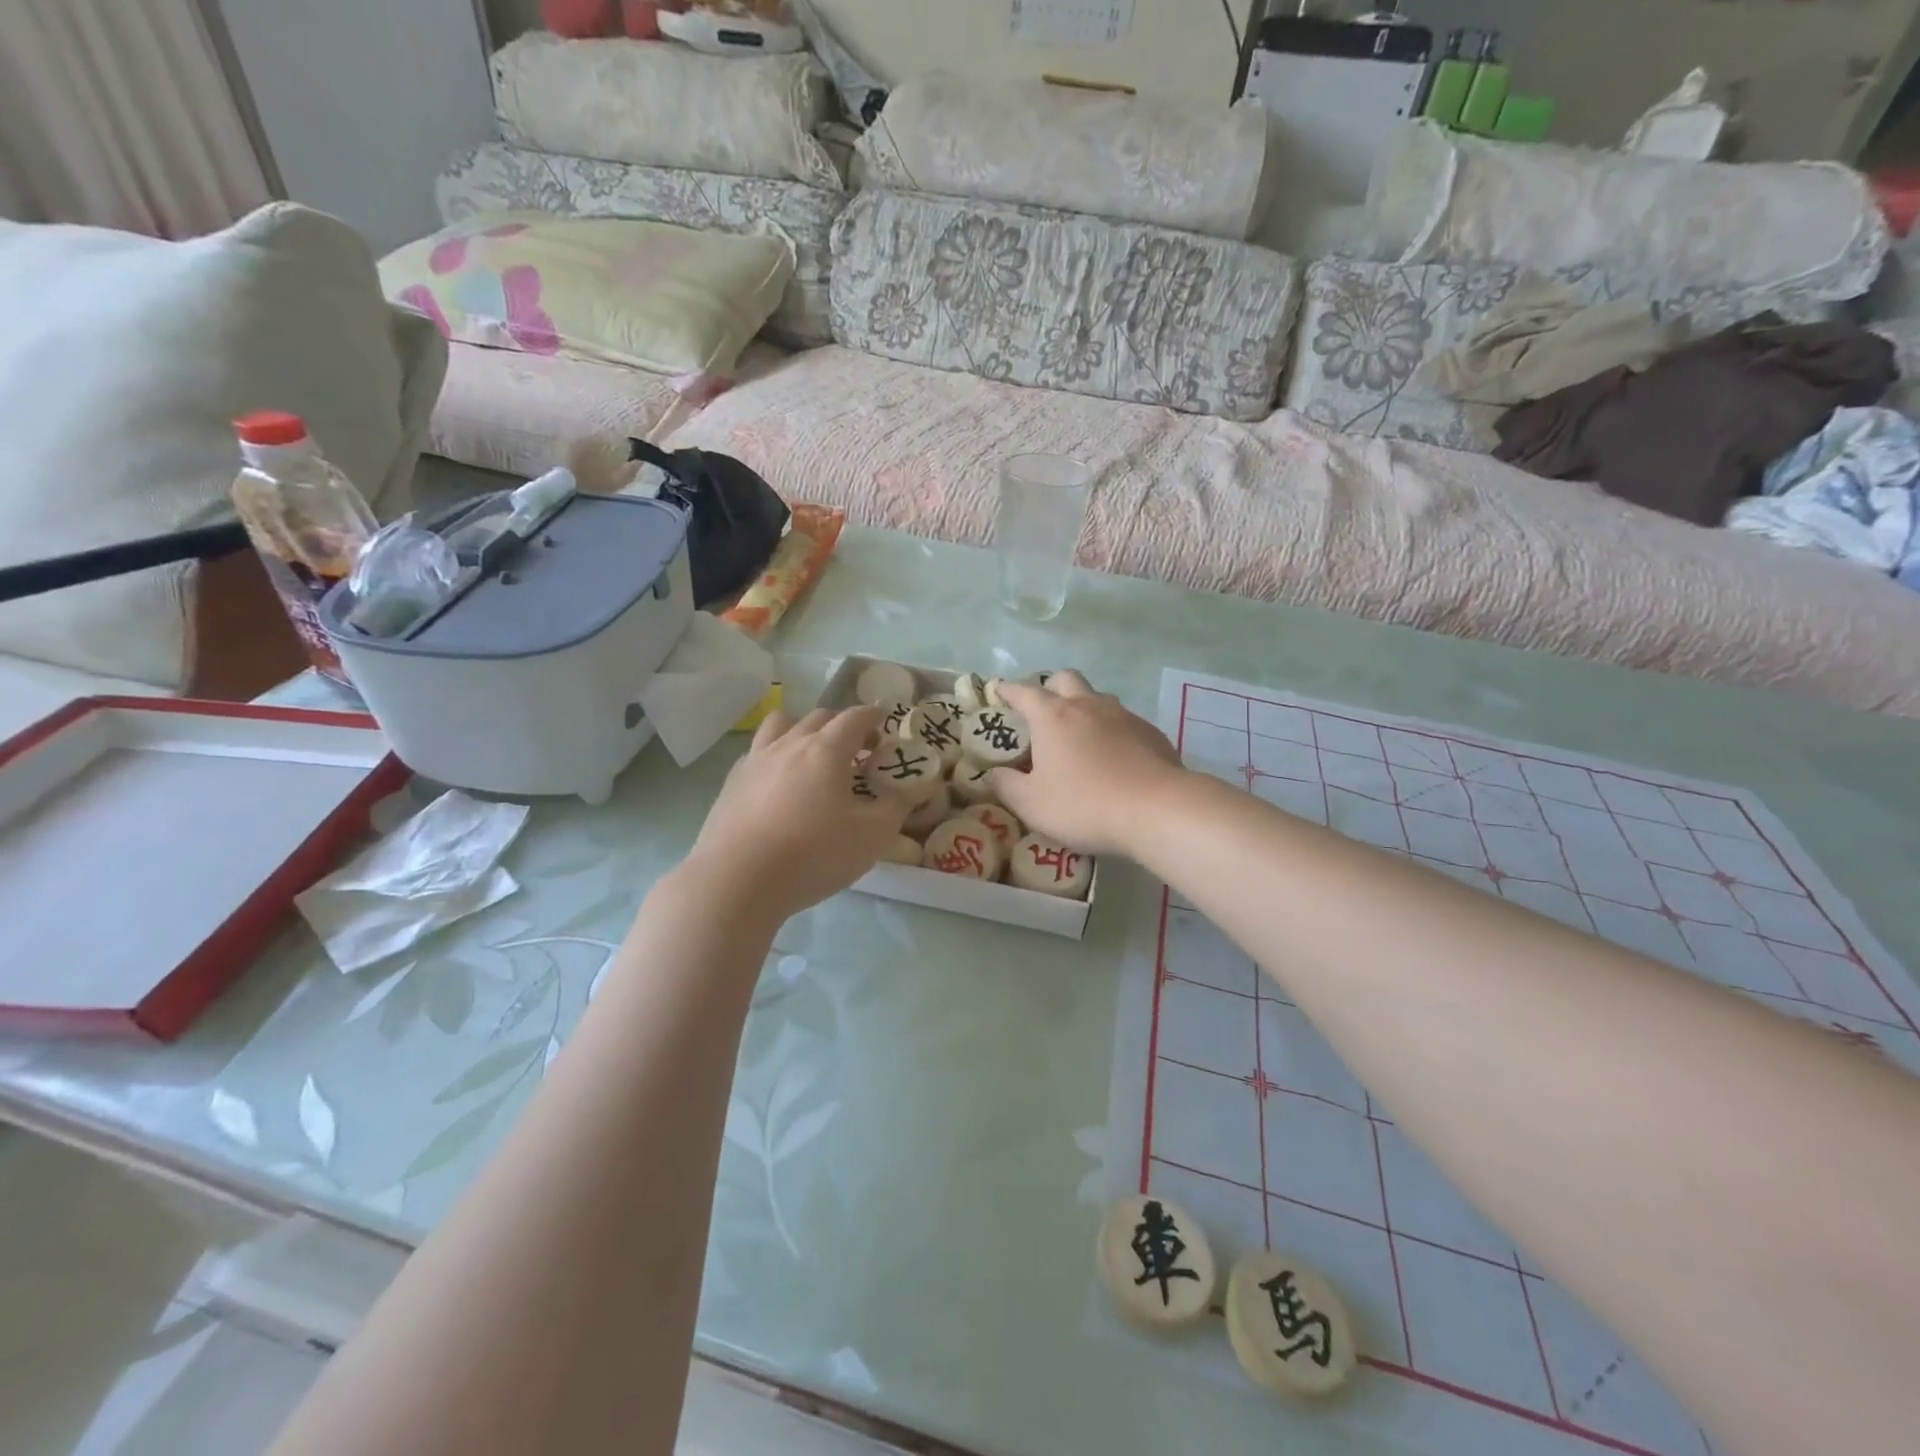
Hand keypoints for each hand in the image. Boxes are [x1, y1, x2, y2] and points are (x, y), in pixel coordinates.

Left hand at [683, 706, 906, 925]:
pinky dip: (776, 755)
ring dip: (803, 730)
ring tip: (813, 755)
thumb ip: (896, 808)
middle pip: (819, 717)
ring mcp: (755, 760)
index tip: (884, 721)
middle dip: (843, 725)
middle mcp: (789, 744)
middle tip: (858, 748)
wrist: (736, 881)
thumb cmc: (812, 854)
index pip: (854, 717)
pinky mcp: (732, 782)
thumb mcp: (871, 837)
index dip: (873, 716)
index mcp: (826, 750)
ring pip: (781, 725)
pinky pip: (758, 752)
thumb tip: (911, 790)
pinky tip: (780, 783)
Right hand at [988, 672, 1188, 856]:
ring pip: (1097, 698)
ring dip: (1083, 709)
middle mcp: (1087, 705)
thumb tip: (993, 773)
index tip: (998, 690)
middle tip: (1041, 712)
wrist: (1158, 810)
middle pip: (1065, 679)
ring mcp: (1123, 716)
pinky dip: (1111, 732)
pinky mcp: (1151, 733)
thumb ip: (1006, 785)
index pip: (1023, 691)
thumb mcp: (1031, 804)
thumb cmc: (1084, 804)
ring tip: (1077, 738)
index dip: (1007, 690)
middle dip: (1049, 688)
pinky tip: (1113, 759)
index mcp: (1053, 716)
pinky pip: (1123, 722)